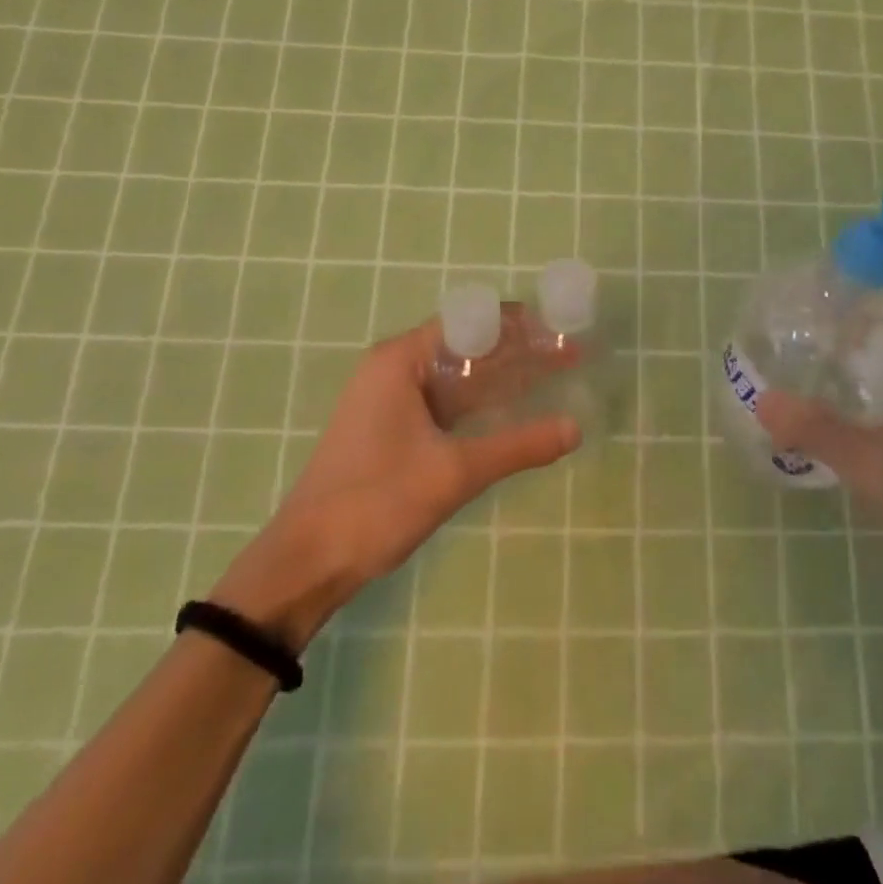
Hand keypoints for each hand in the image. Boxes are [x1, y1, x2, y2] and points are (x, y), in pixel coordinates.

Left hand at [209, 312, 580, 649]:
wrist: (306, 563)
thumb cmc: (376, 503)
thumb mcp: (454, 472)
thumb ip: (518, 446)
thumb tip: (576, 428)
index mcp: (401, 360)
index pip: (471, 321)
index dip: (519, 323)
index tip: (562, 329)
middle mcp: (395, 367)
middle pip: (467, 345)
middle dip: (518, 349)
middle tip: (570, 353)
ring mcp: (392, 398)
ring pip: (459, 375)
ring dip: (503, 376)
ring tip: (555, 374)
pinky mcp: (394, 426)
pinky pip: (447, 401)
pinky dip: (481, 402)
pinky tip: (516, 409)